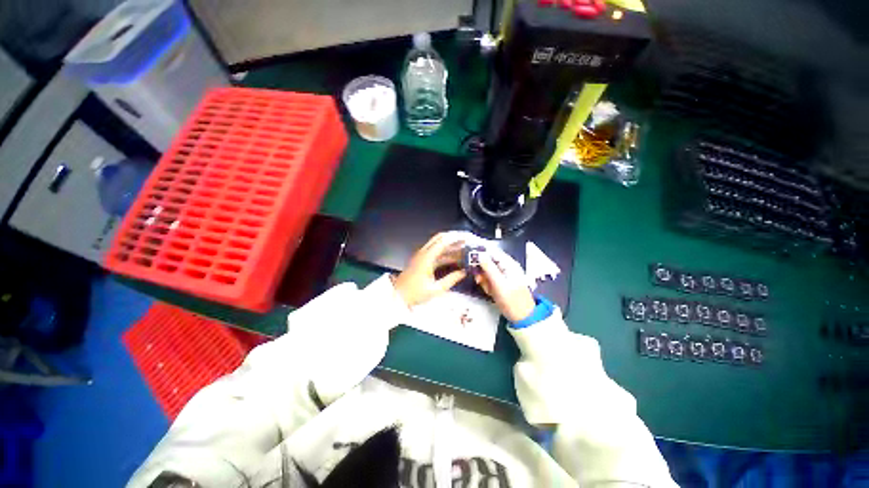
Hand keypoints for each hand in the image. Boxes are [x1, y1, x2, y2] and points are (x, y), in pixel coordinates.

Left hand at [393, 233, 466, 307]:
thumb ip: (451, 279)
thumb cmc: (415, 293)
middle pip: (440, 239)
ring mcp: (421, 256)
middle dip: (453, 239)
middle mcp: (423, 253)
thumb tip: (463, 272)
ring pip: (438, 245)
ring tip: (463, 250)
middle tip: (466, 242)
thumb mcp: (435, 289)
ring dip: (450, 246)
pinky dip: (445, 253)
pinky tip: (454, 259)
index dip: (455, 238)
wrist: (398, 296)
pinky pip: (435, 253)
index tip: (466, 238)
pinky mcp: (421, 261)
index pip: (443, 241)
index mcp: (427, 257)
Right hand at [475, 250, 535, 321]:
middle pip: (488, 261)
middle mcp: (506, 266)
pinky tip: (491, 293)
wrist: (523, 318)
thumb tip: (480, 254)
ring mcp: (504, 274)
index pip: (492, 251)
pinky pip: (490, 279)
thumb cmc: (512, 301)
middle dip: (482, 271)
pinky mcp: (502, 282)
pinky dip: (488, 285)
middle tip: (480, 281)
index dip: (480, 253)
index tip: (470, 259)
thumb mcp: (499, 284)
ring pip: (487, 271)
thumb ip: (489, 268)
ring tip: (489, 290)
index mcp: (508, 264)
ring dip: (485, 280)